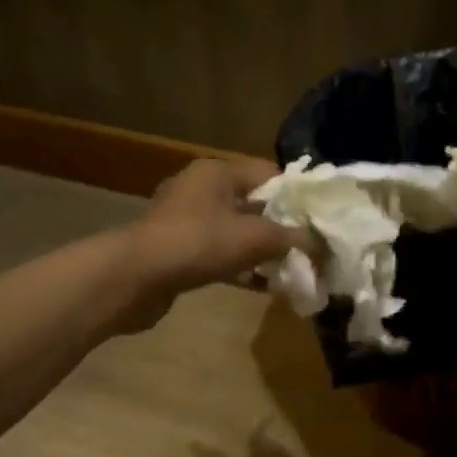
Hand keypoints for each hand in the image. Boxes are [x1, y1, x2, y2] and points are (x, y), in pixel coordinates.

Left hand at [117, 158, 307, 330]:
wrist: (132, 279)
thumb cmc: (198, 244)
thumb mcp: (256, 238)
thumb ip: (294, 238)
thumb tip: (324, 244)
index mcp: (218, 172)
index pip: (270, 173)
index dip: (298, 195)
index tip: (321, 219)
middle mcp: (200, 189)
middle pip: (254, 202)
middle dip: (282, 225)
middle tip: (310, 245)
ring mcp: (185, 220)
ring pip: (236, 230)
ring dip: (262, 248)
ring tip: (291, 267)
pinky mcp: (176, 250)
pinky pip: (218, 252)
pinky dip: (240, 265)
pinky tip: (262, 285)